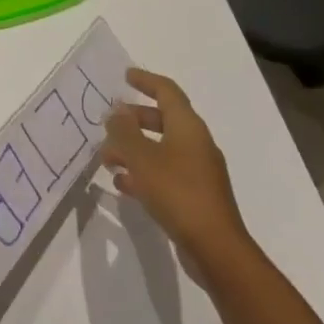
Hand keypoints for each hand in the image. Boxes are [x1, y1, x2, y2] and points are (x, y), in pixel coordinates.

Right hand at [102, 68, 247, 262]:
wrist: (215, 248)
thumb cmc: (177, 192)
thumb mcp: (142, 157)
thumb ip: (125, 131)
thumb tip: (117, 111)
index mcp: (188, 126)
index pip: (167, 91)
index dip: (146, 81)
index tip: (126, 76)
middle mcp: (196, 143)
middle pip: (163, 119)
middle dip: (134, 119)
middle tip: (109, 123)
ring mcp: (198, 171)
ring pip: (161, 148)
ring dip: (134, 149)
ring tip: (107, 158)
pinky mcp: (195, 196)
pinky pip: (165, 173)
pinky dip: (143, 172)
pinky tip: (123, 184)